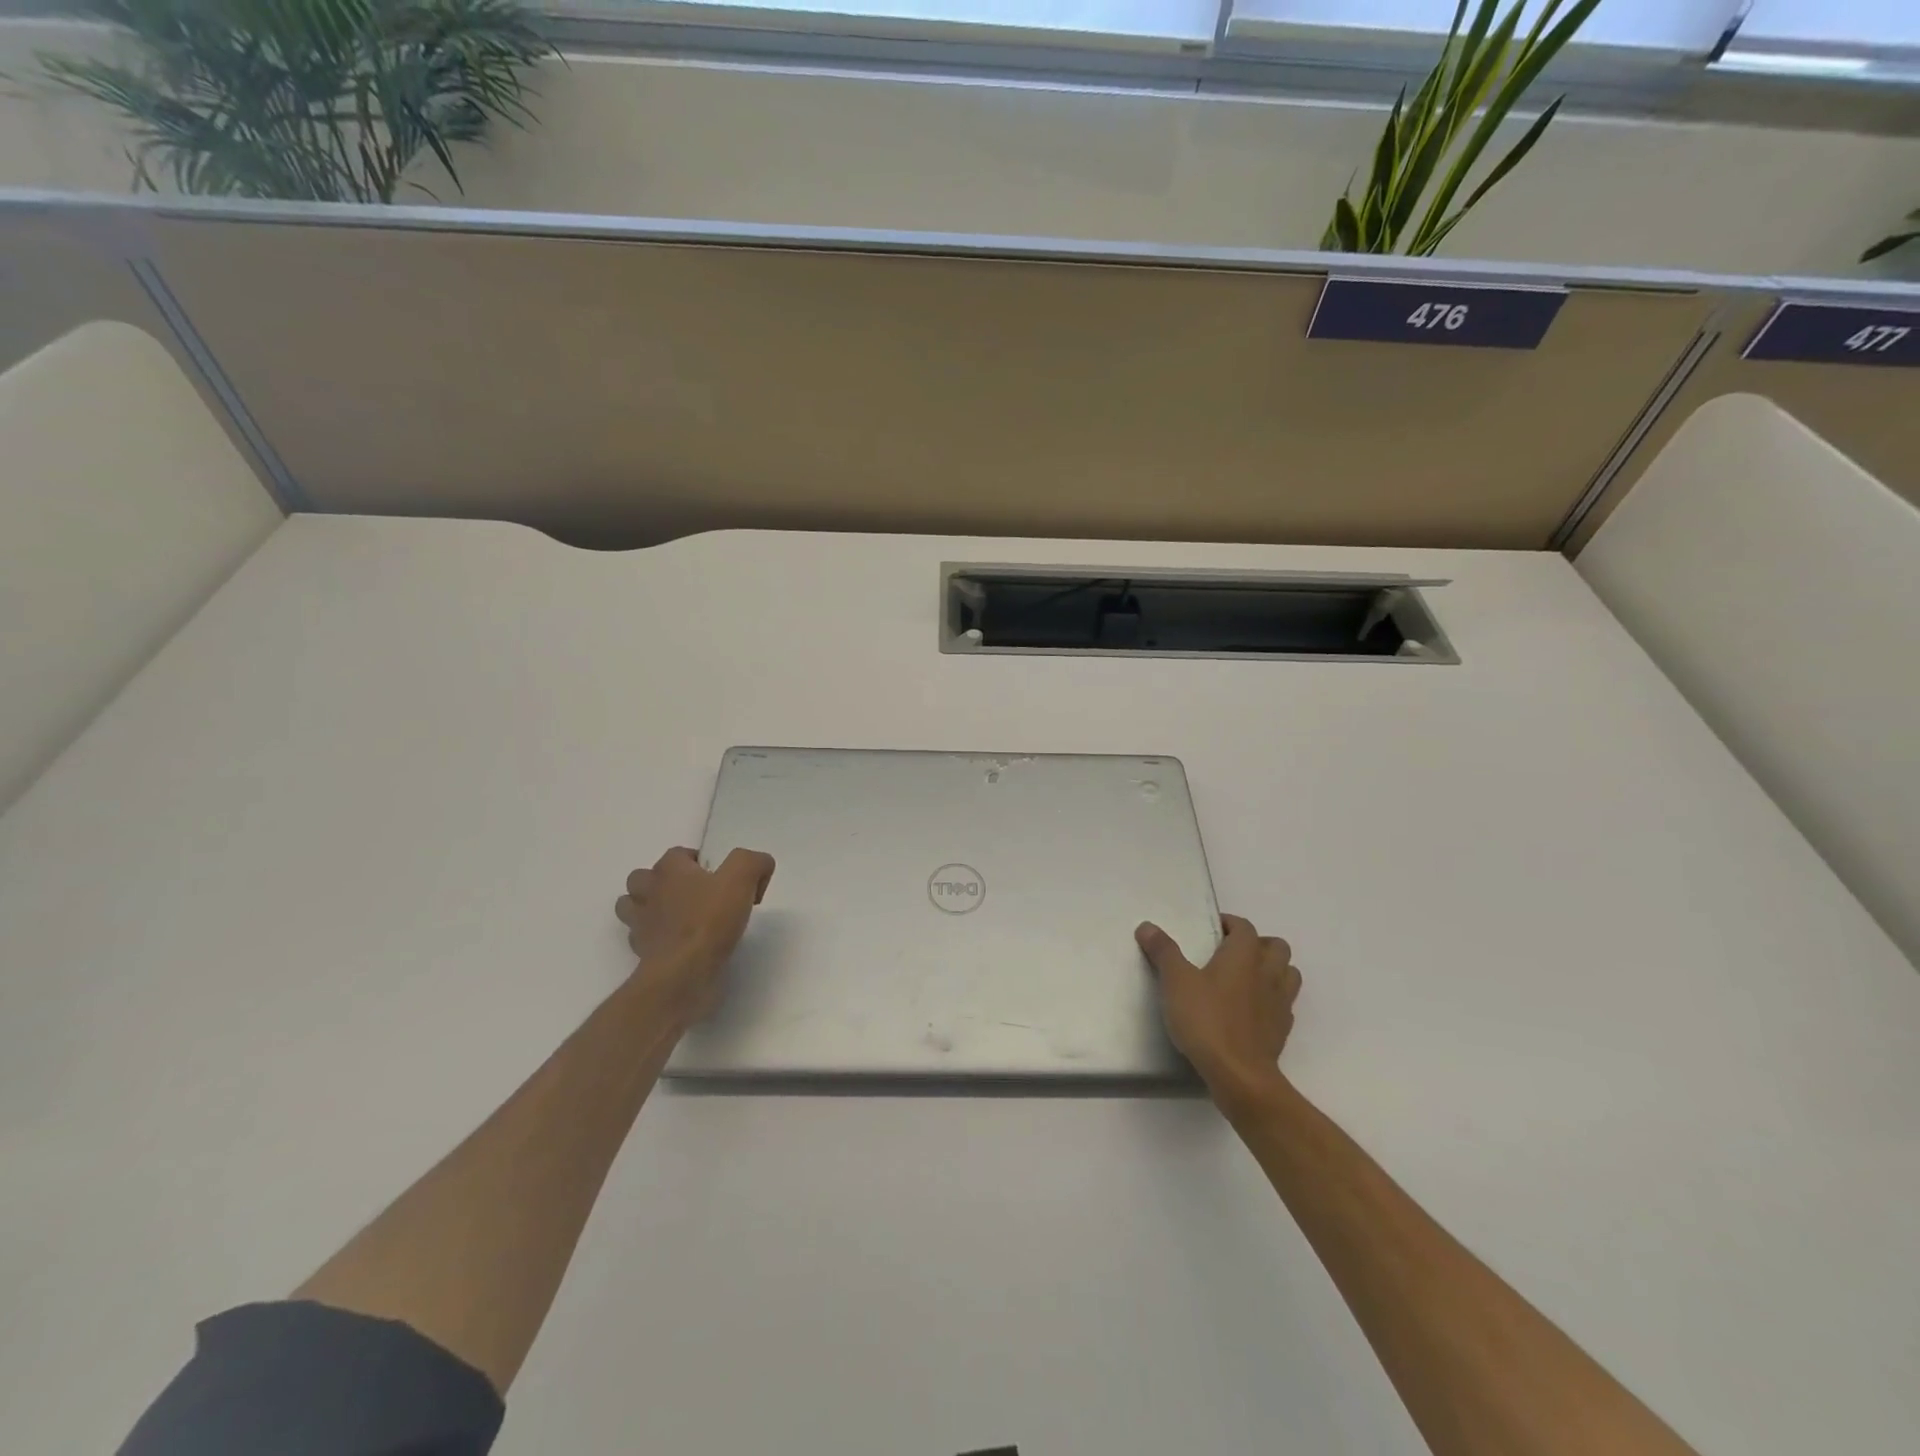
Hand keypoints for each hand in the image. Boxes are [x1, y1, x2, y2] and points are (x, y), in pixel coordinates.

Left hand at [616, 847, 775, 1022]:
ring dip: (650, 908)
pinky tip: (679, 944)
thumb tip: (758, 867)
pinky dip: (656, 938)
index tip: (726, 881)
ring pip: (632, 906)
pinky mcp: (641, 953)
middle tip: (696, 895)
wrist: (683, 974)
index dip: (703, 862)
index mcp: (669, 870)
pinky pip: (642, 938)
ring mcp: (639, 924)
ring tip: (679, 917)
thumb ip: (753, 862)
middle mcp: (648, 892)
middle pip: (644, 877)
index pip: (679, 854)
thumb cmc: (710, 921)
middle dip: (664, 882)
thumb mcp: (743, 878)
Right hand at [1137, 914, 1300, 1104]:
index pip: (1245, 927)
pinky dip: (1271, 1000)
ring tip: (1246, 979)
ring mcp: (1280, 1003)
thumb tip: (1147, 926)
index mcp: (1244, 955)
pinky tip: (1250, 1010)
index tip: (1212, 929)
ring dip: (1272, 970)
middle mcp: (1268, 973)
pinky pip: (1284, 1004)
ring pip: (1288, 974)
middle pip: (1276, 947)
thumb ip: (1163, 951)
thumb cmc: (1206, 1020)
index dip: (1230, 924)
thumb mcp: (1175, 982)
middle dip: (1258, 944)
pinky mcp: (1282, 1030)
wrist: (1239, 1075)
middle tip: (1231, 953)